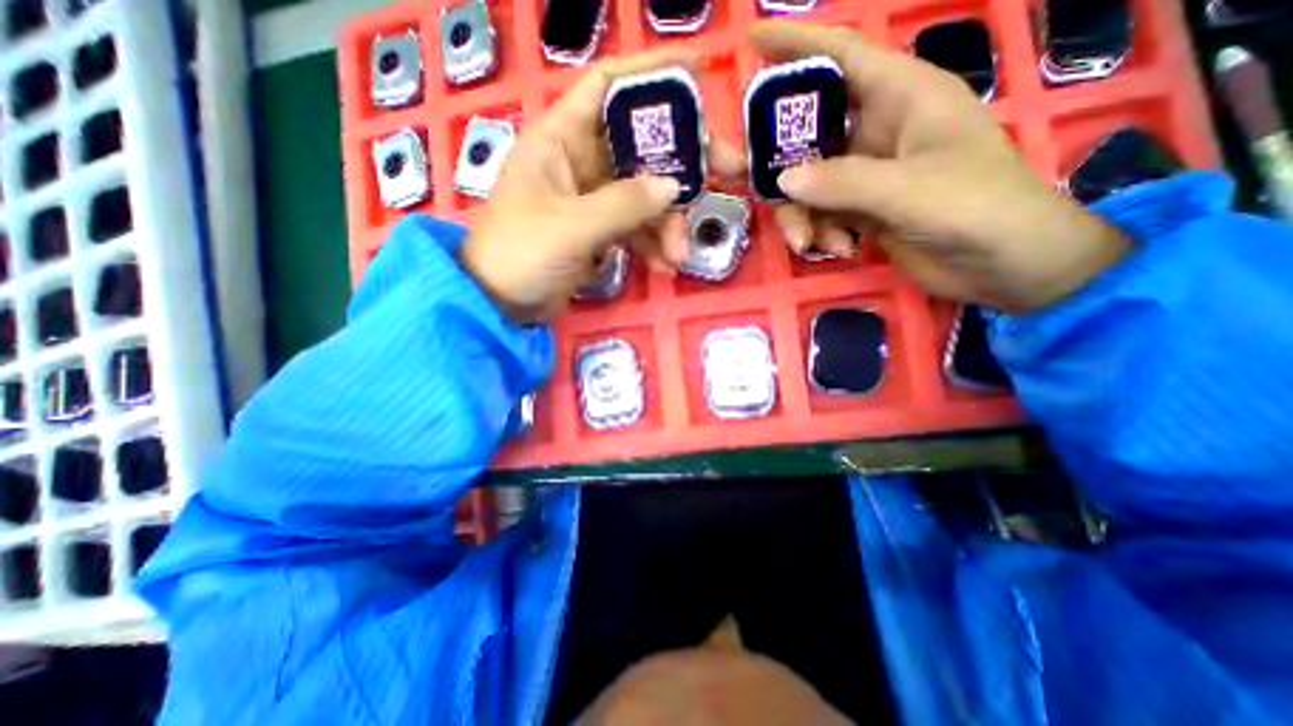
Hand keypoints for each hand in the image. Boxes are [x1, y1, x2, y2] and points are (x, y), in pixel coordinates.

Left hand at [465, 51, 747, 322]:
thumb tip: (672, 187)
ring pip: (644, 194)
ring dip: (668, 222)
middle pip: (641, 146)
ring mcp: (592, 198)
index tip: (698, 73)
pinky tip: (665, 266)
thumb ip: (623, 205)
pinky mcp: (598, 230)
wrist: (500, 303)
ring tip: (681, 253)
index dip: (650, 73)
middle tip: (728, 173)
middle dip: (683, 162)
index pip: (607, 85)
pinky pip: (635, 228)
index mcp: (561, 138)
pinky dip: (652, 245)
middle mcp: (579, 160)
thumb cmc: (520, 253)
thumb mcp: (571, 227)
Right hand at [754, 20, 1129, 310]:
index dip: (797, 43)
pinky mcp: (859, 208)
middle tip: (734, 173)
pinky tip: (837, 249)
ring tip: (809, 242)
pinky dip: (818, 232)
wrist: (1002, 265)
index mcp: (901, 97)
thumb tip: (782, 180)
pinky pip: (819, 212)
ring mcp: (864, 173)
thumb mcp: (910, 191)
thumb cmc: (977, 209)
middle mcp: (876, 129)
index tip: (752, 40)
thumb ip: (844, 183)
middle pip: (807, 131)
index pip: (842, 54)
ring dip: (800, 214)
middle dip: (773, 157)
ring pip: (806, 182)